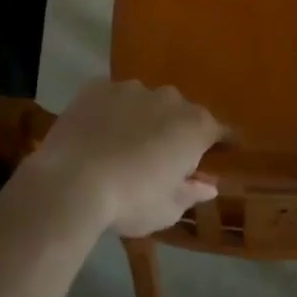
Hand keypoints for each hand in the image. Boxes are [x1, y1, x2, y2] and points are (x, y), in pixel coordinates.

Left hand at [23, 79, 225, 237]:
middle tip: (162, 159)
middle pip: (180, 113)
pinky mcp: (97, 87)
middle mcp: (168, 99)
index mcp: (194, 126)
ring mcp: (131, 88)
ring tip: (124, 147)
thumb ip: (191, 193)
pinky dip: (110, 112)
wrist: (72, 181)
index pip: (220, 131)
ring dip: (142, 119)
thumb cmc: (131, 200)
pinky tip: (97, 134)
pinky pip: (112, 98)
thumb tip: (208, 185)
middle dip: (176, 132)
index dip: (223, 144)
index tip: (224, 153)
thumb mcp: (168, 209)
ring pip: (145, 102)